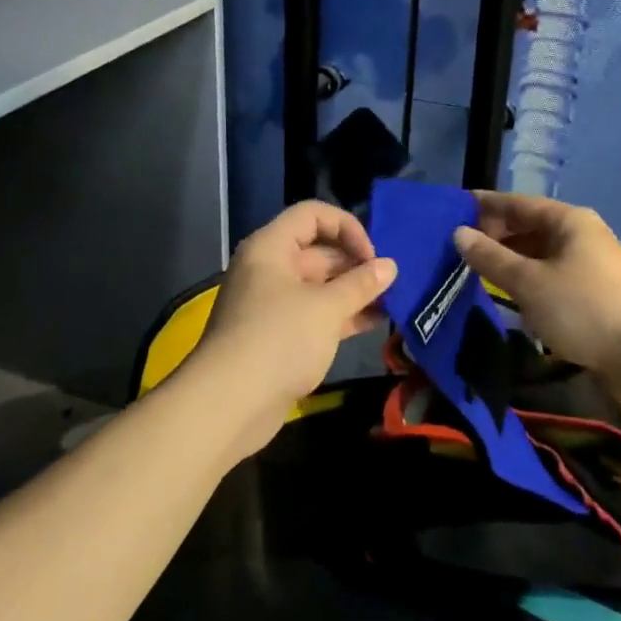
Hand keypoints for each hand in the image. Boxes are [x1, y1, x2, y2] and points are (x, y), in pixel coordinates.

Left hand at [184, 201, 395, 456]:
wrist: (228, 405)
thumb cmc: (278, 340)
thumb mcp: (326, 308)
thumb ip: (361, 284)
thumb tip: (389, 266)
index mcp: (271, 247)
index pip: (312, 215)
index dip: (346, 227)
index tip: (372, 255)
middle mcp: (269, 268)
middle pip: (318, 250)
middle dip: (356, 263)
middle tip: (392, 281)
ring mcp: (273, 303)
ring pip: (320, 285)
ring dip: (353, 291)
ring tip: (392, 301)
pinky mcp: (278, 336)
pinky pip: (315, 314)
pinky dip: (342, 315)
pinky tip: (375, 323)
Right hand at [453, 191, 620, 377]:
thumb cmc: (583, 308)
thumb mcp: (529, 283)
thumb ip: (491, 258)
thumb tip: (459, 233)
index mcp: (568, 220)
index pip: (518, 203)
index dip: (485, 205)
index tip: (453, 208)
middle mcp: (580, 233)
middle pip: (529, 226)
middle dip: (495, 234)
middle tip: (459, 246)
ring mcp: (589, 262)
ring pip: (540, 251)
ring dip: (510, 258)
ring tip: (476, 268)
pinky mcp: (593, 289)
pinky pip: (551, 272)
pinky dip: (527, 276)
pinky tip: (508, 291)